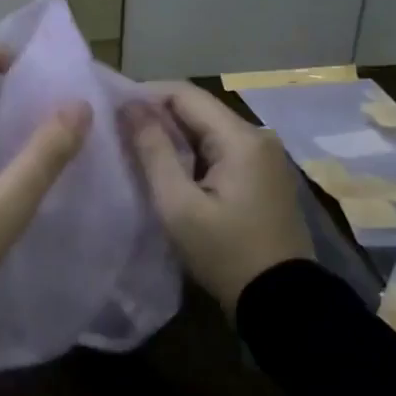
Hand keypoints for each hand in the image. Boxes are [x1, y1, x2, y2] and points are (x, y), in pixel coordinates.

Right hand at [122, 81, 314, 317]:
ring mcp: (263, 155)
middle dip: (156, 115)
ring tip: (135, 149)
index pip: (184, 93)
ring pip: (206, 128)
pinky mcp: (261, 174)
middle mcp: (256, 136)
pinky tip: (167, 168)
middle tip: (117, 132)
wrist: (283, 302)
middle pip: (197, 108)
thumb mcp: (179, 205)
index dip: (145, 95)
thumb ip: (153, 151)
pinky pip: (219, 148)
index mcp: (240, 137)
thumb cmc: (225, 253)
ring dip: (172, 134)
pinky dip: (191, 152)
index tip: (112, 112)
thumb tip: (129, 106)